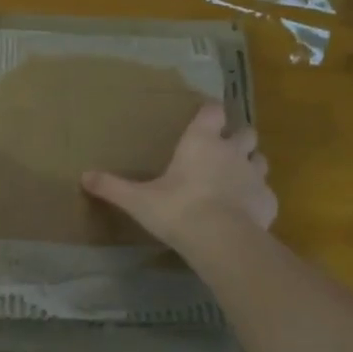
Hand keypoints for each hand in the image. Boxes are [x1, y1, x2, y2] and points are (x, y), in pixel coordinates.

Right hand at [81, 102, 275, 248]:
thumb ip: (113, 187)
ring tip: (236, 179)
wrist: (221, 240)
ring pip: (260, 159)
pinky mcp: (268, 201)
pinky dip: (257, 198)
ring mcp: (255, 175)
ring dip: (250, 164)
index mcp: (201, 142)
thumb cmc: (178, 210)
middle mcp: (232, 151)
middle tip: (222, 150)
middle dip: (237, 137)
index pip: (213, 111)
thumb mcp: (138, 200)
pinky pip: (266, 193)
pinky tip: (246, 211)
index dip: (210, 111)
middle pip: (245, 131)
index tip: (204, 116)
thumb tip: (84, 176)